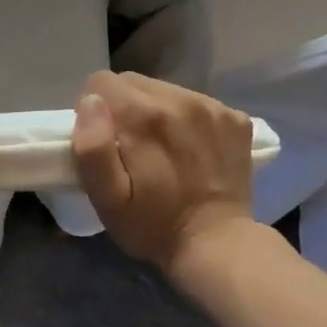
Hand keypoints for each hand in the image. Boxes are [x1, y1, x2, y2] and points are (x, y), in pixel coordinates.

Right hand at [71, 71, 256, 273]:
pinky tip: (190, 152)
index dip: (94, 111)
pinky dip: (187, 121)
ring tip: (162, 150)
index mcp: (143, 117)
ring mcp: (213, 107)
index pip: (102, 82)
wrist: (217, 244)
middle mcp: (180, 100)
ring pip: (165, 90)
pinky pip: (196, 103)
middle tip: (131, 149)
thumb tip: (90, 102)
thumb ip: (92, 148)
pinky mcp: (237, 119)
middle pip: (134, 82)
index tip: (105, 143)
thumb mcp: (107, 199)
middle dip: (124, 110)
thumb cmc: (152, 226)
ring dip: (156, 113)